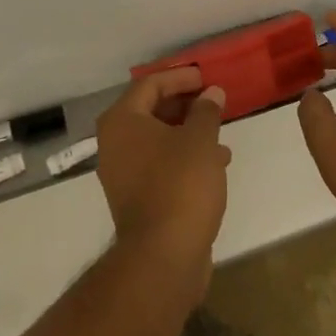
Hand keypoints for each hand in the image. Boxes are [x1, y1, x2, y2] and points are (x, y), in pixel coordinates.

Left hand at [96, 68, 231, 300]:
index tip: (206, 78)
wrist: (162, 258)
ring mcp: (122, 173)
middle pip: (151, 110)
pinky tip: (215, 164)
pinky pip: (160, 164)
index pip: (150, 84)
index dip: (180, 77)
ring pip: (158, 139)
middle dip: (185, 104)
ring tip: (220, 134)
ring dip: (188, 132)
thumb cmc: (180, 185)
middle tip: (213, 102)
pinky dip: (184, 157)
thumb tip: (211, 93)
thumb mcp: (200, 140)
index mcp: (122, 121)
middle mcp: (115, 143)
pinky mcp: (137, 199)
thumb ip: (206, 111)